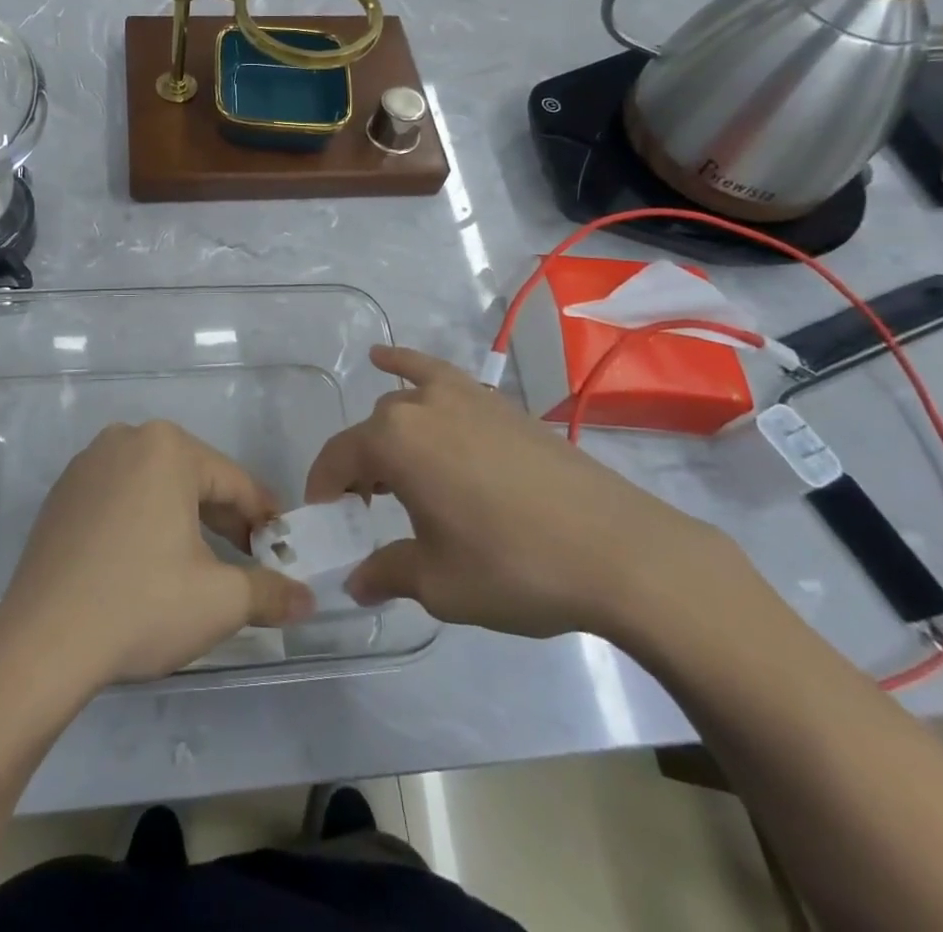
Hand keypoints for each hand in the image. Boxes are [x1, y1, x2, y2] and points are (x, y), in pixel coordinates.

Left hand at [0, 422, 315, 691]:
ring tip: (199, 565)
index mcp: (168, 447)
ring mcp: (88, 464)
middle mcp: (126, 439)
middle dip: (224, 520)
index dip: (264, 518)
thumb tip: (307, 601)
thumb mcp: (220, 601)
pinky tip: (146, 563)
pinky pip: (119, 498)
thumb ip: (271, 592)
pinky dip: (142, 522)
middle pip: (193, 479)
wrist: (42, 642)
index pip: (234, 482)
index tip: (282, 548)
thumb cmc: (142, 605)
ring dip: (183, 520)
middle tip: (247, 560)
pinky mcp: (62, 493)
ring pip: (155, 487)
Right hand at [305, 346, 737, 641]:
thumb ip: (387, 573)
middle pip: (370, 433)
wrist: (617, 550)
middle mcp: (419, 406)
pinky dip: (407, 366)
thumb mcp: (440, 583)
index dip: (324, 491)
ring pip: (402, 406)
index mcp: (393, 442)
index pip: (337, 459)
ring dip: (387, 436)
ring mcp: (463, 396)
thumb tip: (355, 582)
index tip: (325, 521)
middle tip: (370, 513)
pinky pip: (437, 376)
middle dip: (360, 471)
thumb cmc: (513, 566)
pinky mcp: (496, 401)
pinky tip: (387, 359)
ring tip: (395, 473)